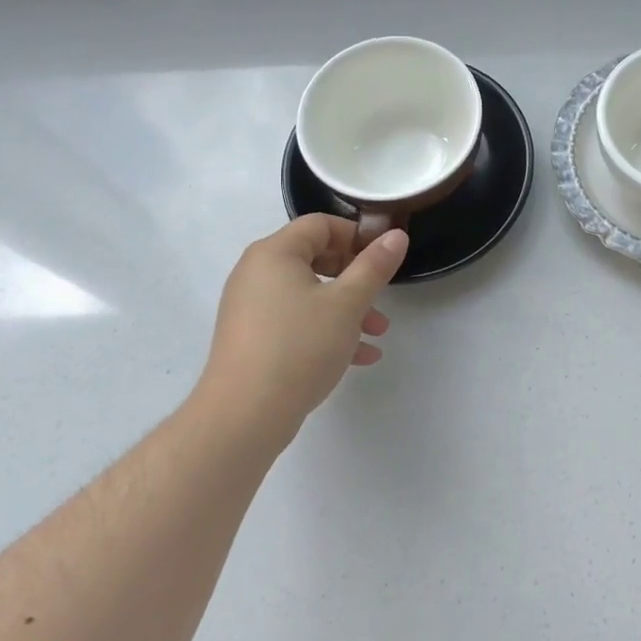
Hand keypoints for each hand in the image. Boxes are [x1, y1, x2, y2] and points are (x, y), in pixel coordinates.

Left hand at [198, 216, 407, 447]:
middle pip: (315, 258)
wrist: (244, 416)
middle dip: (356, 277)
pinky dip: (326, 330)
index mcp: (274, 253)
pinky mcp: (252, 338)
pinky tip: (359, 356)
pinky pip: (295, 321)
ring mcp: (251, 307)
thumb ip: (374, 266)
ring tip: (377, 333)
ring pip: (309, 294)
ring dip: (347, 308)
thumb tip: (396, 235)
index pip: (320, 224)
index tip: (383, 258)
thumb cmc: (300, 346)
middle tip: (382, 295)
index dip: (356, 235)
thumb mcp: (348, 303)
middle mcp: (256, 273)